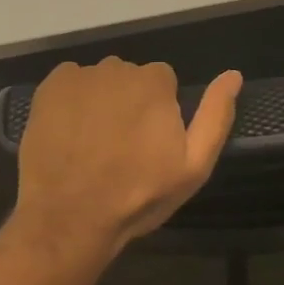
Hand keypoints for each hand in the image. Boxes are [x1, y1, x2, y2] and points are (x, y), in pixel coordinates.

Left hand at [13, 58, 240, 256]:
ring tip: (92, 144)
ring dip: (100, 101)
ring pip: (100, 81)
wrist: (69, 217)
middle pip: (130, 78)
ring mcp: (81, 75)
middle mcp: (119, 67)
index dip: (158, 112)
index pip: (163, 83)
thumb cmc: (138, 195)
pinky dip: (71, 100)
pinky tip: (69, 133)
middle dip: (129, 103)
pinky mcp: (50, 86)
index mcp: (155, 81)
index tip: (149, 144)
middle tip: (120, 147)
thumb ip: (215, 116)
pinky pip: (69, 82)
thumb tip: (233, 75)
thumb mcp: (192, 166)